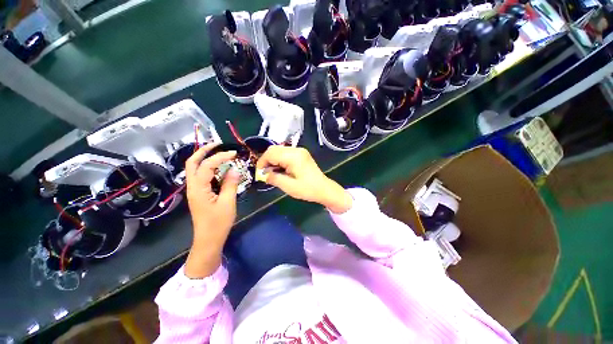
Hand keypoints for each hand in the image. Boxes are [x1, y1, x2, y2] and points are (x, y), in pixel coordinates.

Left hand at [184, 144, 239, 277]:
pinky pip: (202, 175)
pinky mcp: (199, 193)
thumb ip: (230, 184)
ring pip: (195, 168)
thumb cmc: (218, 223)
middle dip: (203, 151)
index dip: (220, 157)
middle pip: (192, 163)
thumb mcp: (228, 203)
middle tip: (218, 144)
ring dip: (205, 158)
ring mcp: (195, 190)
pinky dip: (209, 167)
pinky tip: (220, 168)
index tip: (234, 154)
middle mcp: (193, 186)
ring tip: (220, 153)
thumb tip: (234, 169)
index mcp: (198, 189)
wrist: (208, 239)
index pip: (207, 166)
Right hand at [256, 146, 351, 213]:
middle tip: (265, 173)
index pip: (271, 153)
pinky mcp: (301, 154)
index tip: (259, 173)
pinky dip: (280, 160)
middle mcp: (296, 150)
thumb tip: (263, 174)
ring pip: (279, 150)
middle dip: (266, 160)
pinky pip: (286, 153)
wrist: (324, 189)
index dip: (262, 162)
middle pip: (274, 149)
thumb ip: (274, 178)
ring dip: (273, 160)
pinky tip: (280, 169)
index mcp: (293, 156)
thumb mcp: (289, 186)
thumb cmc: (307, 189)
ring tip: (273, 172)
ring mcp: (300, 151)